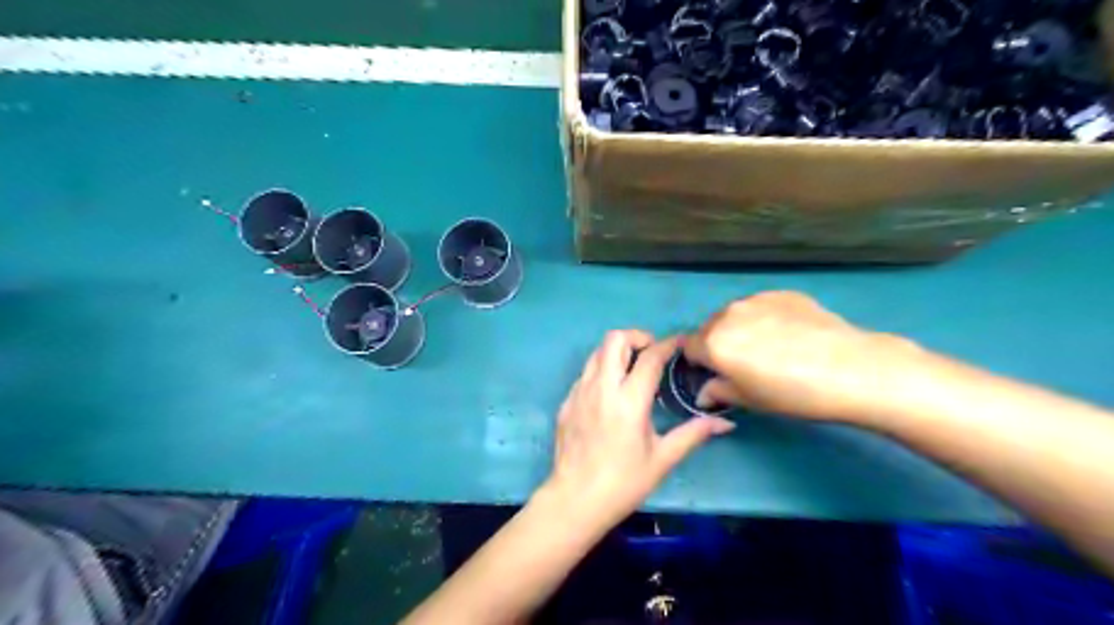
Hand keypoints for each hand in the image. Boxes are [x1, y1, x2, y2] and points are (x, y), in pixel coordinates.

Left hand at [546, 330, 738, 529]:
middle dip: (637, 337)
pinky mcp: (566, 401)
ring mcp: (579, 392)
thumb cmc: (623, 483)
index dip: (668, 344)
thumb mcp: (662, 459)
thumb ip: (693, 434)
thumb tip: (726, 423)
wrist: (574, 501)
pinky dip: (602, 370)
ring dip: (617, 351)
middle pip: (615, 339)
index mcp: (629, 401)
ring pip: (597, 352)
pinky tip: (612, 393)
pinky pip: (586, 372)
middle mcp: (602, 387)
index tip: (681, 342)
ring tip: (633, 369)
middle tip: (652, 354)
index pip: (650, 357)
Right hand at [683, 293, 927, 423]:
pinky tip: (791, 335)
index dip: (698, 362)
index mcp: (713, 343)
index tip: (714, 373)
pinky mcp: (782, 293)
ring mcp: (755, 299)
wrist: (849, 369)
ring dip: (740, 328)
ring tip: (770, 347)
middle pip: (709, 328)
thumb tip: (704, 392)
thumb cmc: (792, 394)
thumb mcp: (749, 400)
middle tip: (744, 363)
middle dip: (718, 344)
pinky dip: (765, 318)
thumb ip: (718, 392)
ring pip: (735, 315)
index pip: (688, 347)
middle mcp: (727, 315)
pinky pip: (761, 306)